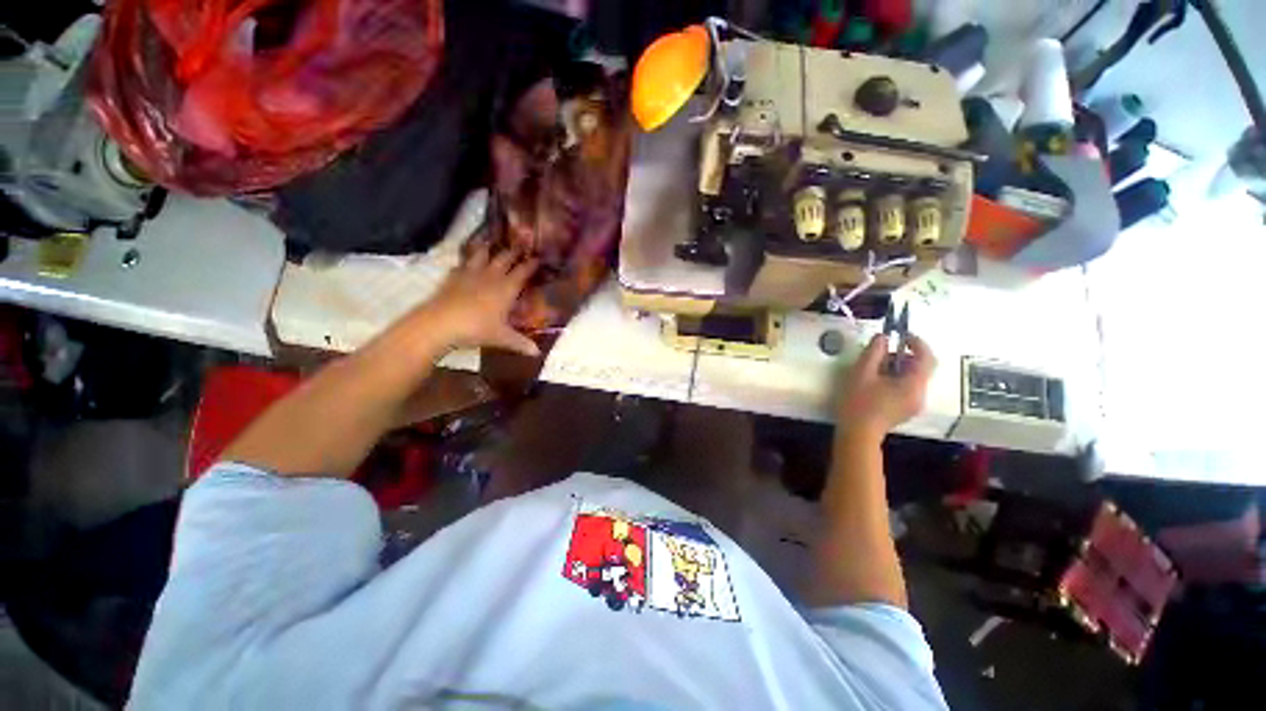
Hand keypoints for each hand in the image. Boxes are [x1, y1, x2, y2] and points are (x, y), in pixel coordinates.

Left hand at [411, 244, 539, 356]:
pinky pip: (462, 264)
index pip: (523, 271)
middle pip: (504, 258)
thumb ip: (521, 343)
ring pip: (481, 255)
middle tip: (519, 247)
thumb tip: (538, 353)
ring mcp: (470, 274)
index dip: (531, 264)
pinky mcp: (453, 277)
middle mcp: (491, 276)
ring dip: (487, 249)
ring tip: (490, 242)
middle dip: (513, 252)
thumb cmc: (477, 328)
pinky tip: (465, 263)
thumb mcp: (502, 338)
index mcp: (506, 288)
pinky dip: (466, 261)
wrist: (440, 323)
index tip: (538, 258)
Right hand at [836, 333, 935, 440]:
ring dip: (897, 367)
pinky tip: (876, 382)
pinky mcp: (906, 409)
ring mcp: (914, 404)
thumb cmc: (858, 403)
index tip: (901, 335)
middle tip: (880, 354)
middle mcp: (920, 394)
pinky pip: (907, 387)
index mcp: (913, 385)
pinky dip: (896, 379)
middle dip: (903, 356)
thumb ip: (873, 352)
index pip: (927, 358)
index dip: (917, 343)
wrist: (857, 433)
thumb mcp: (862, 373)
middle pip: (920, 368)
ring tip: (874, 368)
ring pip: (913, 378)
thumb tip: (883, 337)